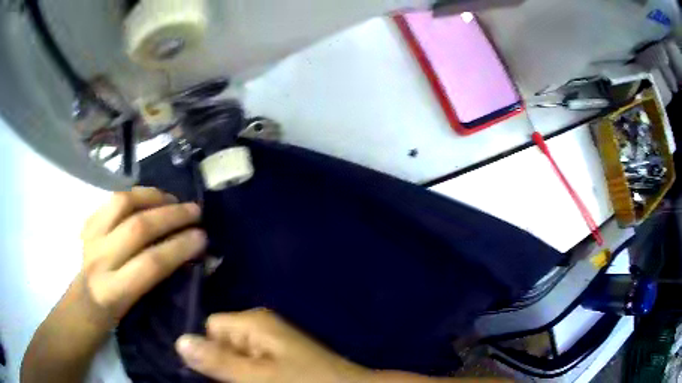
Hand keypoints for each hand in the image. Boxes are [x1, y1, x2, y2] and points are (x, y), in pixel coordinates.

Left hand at [80, 187, 206, 322]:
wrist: (83, 302)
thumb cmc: (116, 315)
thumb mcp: (139, 308)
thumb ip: (159, 282)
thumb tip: (190, 256)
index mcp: (114, 291)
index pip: (151, 263)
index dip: (179, 247)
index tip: (202, 237)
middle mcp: (100, 260)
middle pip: (137, 228)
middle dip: (171, 217)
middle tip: (195, 211)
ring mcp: (91, 236)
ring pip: (122, 203)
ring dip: (152, 197)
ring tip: (172, 199)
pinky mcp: (87, 222)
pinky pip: (113, 199)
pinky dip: (135, 195)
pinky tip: (149, 198)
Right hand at [175, 309, 369, 382]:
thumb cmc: (305, 382)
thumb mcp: (259, 376)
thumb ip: (219, 361)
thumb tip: (179, 341)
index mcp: (253, 322)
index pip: (210, 326)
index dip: (207, 348)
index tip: (211, 372)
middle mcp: (258, 327)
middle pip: (220, 342)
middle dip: (220, 363)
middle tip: (233, 380)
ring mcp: (269, 343)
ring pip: (234, 356)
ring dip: (233, 372)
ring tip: (246, 381)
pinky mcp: (278, 357)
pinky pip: (249, 363)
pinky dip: (246, 374)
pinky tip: (253, 381)